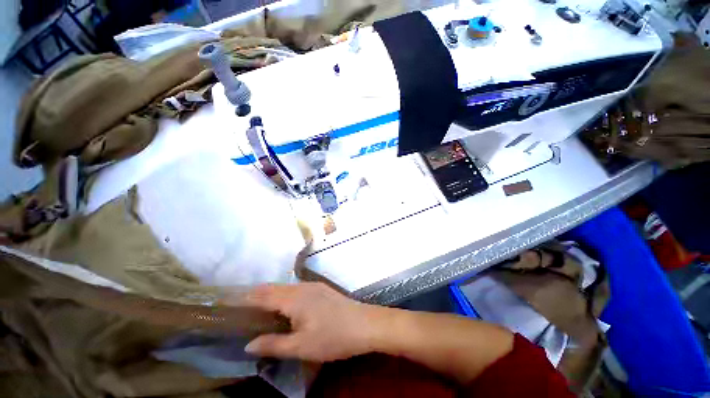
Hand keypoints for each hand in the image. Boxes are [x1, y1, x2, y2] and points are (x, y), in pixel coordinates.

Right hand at [239, 283, 377, 361]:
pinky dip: (286, 295)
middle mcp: (302, 287)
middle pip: (275, 288)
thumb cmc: (332, 337)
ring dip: (273, 294)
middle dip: (258, 294)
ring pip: (287, 288)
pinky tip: (286, 305)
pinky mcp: (322, 290)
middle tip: (243, 305)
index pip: (264, 294)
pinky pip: (298, 290)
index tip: (231, 300)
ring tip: (260, 305)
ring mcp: (314, 286)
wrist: (364, 324)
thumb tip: (249, 344)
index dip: (248, 297)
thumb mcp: (301, 346)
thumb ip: (273, 344)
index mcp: (294, 298)